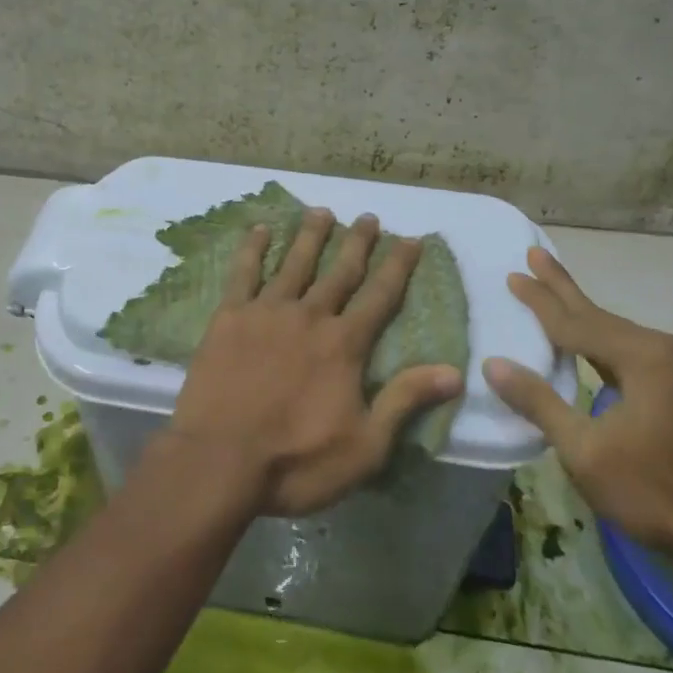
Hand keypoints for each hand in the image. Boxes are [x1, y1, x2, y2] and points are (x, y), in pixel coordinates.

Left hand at [164, 208, 462, 515]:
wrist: (218, 460)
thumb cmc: (296, 461)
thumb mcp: (365, 446)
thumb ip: (405, 401)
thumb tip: (453, 371)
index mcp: (344, 345)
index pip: (379, 296)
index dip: (398, 266)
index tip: (410, 239)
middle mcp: (309, 316)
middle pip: (339, 271)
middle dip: (357, 242)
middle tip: (368, 217)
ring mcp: (265, 312)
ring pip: (294, 263)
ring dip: (310, 236)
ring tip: (321, 212)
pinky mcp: (228, 318)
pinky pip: (243, 273)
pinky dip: (253, 249)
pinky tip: (260, 229)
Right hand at [481, 248, 672, 553]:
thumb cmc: (653, 492)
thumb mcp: (584, 450)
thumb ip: (539, 402)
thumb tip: (492, 363)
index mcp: (640, 357)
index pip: (575, 323)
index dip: (540, 301)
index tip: (511, 275)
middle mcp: (661, 350)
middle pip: (597, 314)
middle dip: (562, 287)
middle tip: (535, 253)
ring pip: (613, 330)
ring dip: (579, 311)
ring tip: (552, 287)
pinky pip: (626, 348)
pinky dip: (598, 337)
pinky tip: (585, 337)